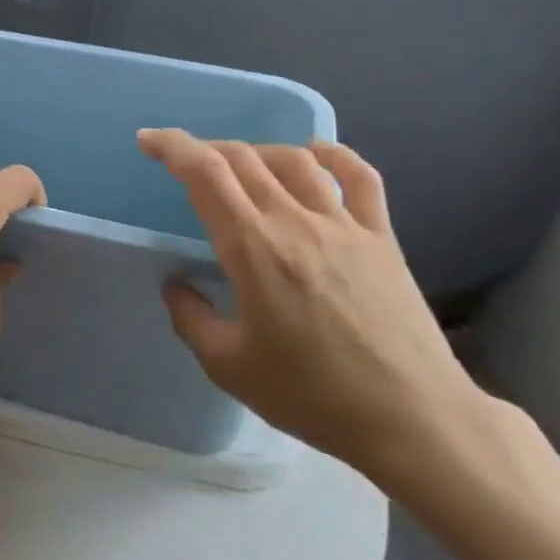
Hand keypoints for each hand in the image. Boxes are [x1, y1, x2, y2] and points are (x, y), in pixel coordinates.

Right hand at [137, 128, 485, 484]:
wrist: (411, 419)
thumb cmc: (312, 396)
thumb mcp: (229, 367)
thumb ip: (191, 319)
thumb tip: (176, 284)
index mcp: (253, 248)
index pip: (205, 174)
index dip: (172, 147)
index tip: (148, 140)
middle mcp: (295, 221)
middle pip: (243, 159)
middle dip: (205, 149)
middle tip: (186, 163)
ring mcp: (343, 225)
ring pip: (294, 160)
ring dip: (258, 151)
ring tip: (242, 164)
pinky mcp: (381, 237)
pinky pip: (359, 178)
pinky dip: (334, 154)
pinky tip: (316, 152)